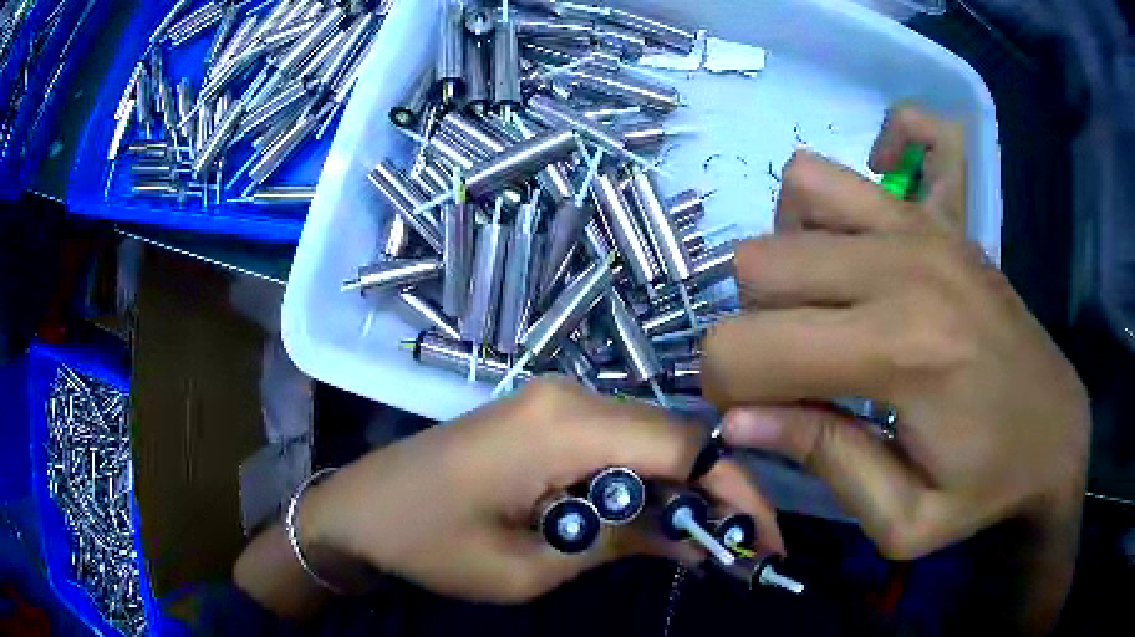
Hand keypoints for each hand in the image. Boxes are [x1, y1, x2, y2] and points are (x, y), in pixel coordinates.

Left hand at [297, 377, 783, 602]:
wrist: (358, 510)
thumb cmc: (429, 545)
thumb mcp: (529, 567)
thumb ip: (620, 543)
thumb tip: (699, 539)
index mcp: (561, 425)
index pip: (683, 446)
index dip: (734, 491)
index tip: (763, 540)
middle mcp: (568, 394)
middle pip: (674, 436)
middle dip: (717, 492)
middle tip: (740, 548)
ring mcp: (554, 400)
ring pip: (650, 439)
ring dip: (683, 491)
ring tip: (707, 542)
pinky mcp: (543, 416)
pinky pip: (617, 443)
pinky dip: (646, 483)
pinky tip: (655, 521)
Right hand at [702, 106, 1088, 565]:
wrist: (1054, 434)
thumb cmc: (985, 488)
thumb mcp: (902, 519)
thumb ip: (822, 459)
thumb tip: (737, 420)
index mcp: (900, 352)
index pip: (746, 347)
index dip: (725, 389)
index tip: (753, 417)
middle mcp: (905, 267)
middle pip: (757, 265)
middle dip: (752, 328)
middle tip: (792, 374)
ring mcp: (924, 227)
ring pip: (794, 200)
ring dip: (788, 261)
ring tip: (823, 309)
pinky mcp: (939, 217)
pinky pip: (858, 162)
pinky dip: (830, 197)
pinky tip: (851, 245)